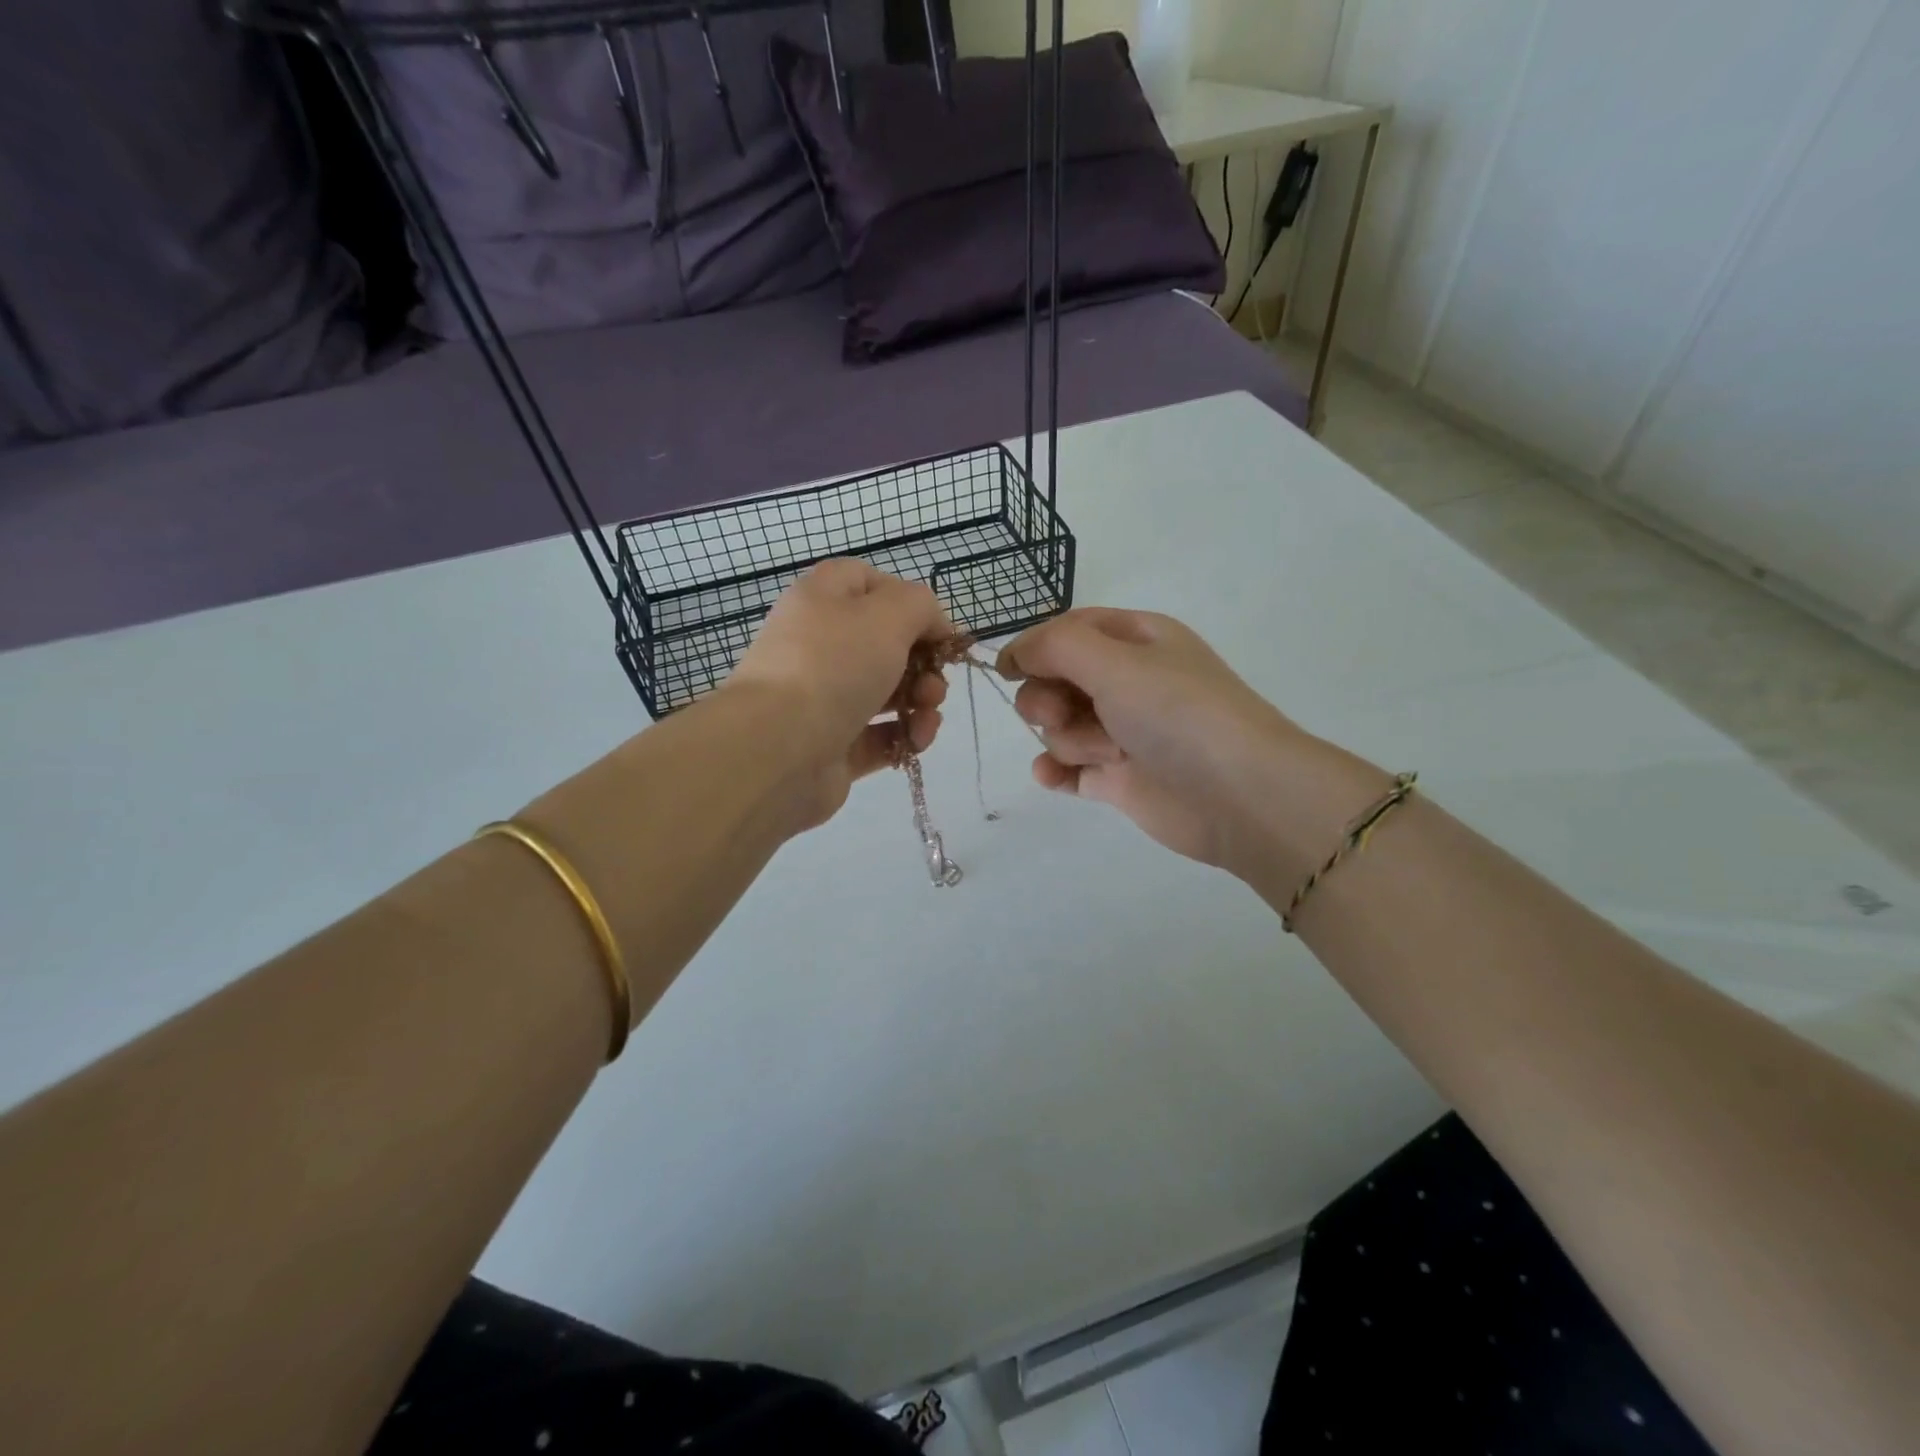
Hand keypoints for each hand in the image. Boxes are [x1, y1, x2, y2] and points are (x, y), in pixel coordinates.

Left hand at [726, 560, 952, 826]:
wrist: (778, 749)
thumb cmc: (833, 666)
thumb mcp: (888, 615)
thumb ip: (921, 606)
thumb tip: (933, 626)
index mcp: (822, 601)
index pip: (868, 582)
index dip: (909, 601)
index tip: (940, 632)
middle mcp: (819, 646)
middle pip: (885, 643)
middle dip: (924, 663)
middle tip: (937, 683)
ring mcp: (823, 699)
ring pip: (886, 692)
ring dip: (921, 702)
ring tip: (927, 718)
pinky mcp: (832, 745)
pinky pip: (878, 735)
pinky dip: (904, 737)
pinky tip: (916, 742)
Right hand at [999, 608, 1376, 880]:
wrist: (1240, 795)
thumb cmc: (1178, 713)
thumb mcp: (1116, 662)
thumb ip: (1055, 647)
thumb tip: (1015, 655)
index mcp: (1137, 640)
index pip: (1069, 631)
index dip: (1035, 648)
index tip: (1008, 670)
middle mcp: (1129, 682)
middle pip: (1057, 680)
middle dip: (1049, 698)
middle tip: (1063, 712)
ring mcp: (1124, 732)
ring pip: (1060, 727)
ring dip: (1070, 739)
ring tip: (1107, 753)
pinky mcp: (1120, 777)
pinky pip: (1068, 768)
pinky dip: (1056, 771)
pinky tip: (1052, 777)